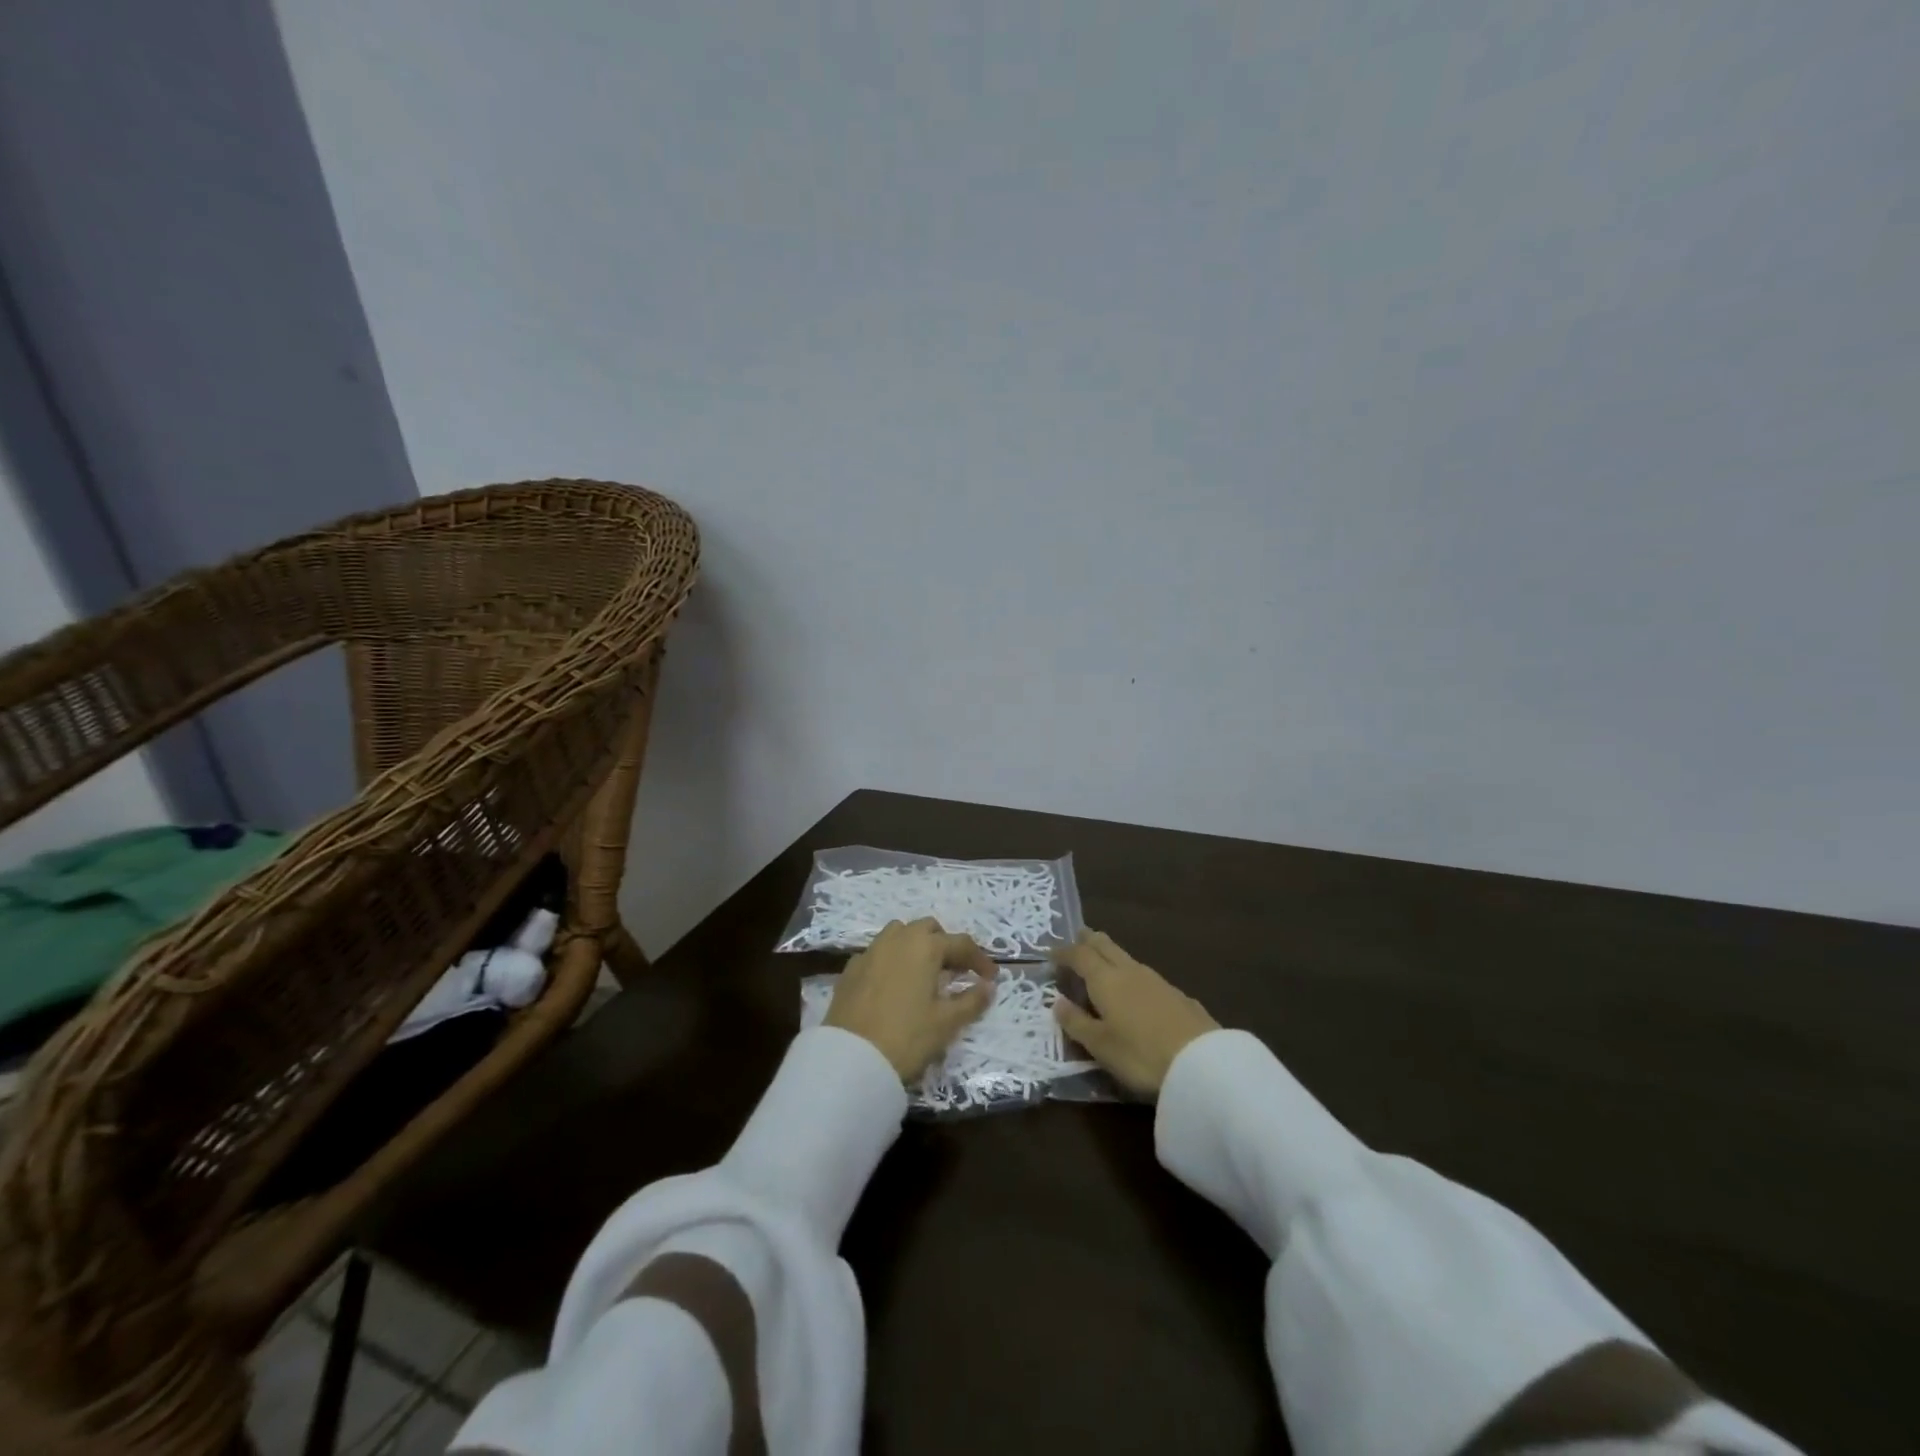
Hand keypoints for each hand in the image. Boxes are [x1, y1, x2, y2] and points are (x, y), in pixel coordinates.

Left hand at [824, 918, 995, 1078]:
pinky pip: (878, 953)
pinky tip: (894, 985)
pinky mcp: (851, 968)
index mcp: (925, 946)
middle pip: (928, 929)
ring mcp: (870, 951)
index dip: (979, 960)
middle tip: (956, 972)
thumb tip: (988, 986)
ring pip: (899, 934)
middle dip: (945, 945)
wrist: (851, 1059)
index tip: (991, 978)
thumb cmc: (907, 1037)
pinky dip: (892, 961)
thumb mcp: (947, 1023)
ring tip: (925, 974)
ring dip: (916, 946)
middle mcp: (897, 939)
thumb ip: (972, 1000)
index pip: (961, 943)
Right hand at [1052, 930, 1218, 1096]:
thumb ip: (1076, 1022)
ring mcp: (1158, 981)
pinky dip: (1132, 975)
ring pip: (1127, 958)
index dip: (1063, 953)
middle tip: (1077, 938)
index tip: (1050, 954)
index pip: (1079, 955)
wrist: (1202, 1064)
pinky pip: (1146, 976)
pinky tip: (1137, 991)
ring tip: (1102, 962)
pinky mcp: (1178, 995)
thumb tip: (1057, 1001)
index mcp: (1106, 980)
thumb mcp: (1100, 1045)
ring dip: (1111, 955)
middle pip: (1105, 946)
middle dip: (1089, 940)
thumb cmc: (1140, 1054)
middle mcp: (1130, 971)